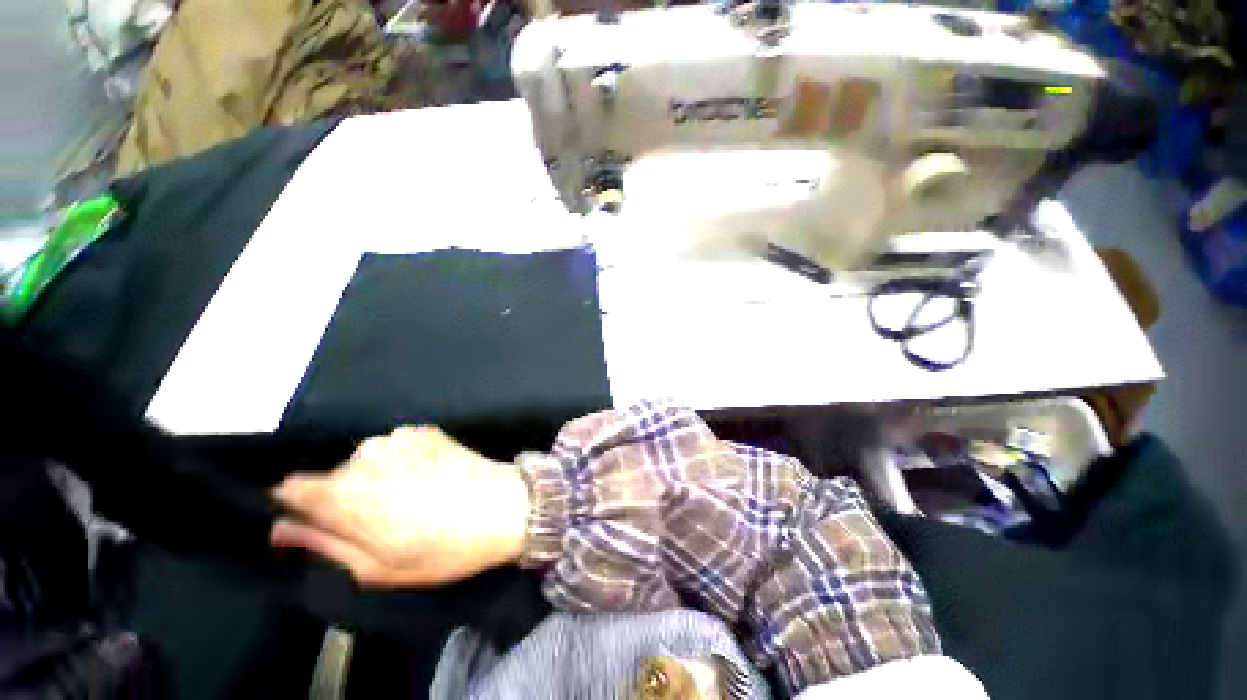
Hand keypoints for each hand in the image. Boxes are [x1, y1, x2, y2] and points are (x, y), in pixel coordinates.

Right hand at [269, 426, 529, 586]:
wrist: (507, 506)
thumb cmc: (445, 547)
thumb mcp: (378, 566)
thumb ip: (325, 544)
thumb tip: (281, 529)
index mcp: (349, 494)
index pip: (292, 488)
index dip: (298, 505)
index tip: (316, 522)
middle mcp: (368, 456)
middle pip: (332, 475)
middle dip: (344, 498)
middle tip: (380, 522)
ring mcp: (400, 438)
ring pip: (365, 460)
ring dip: (375, 478)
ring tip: (410, 500)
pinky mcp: (426, 430)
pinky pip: (394, 447)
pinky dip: (401, 461)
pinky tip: (427, 478)